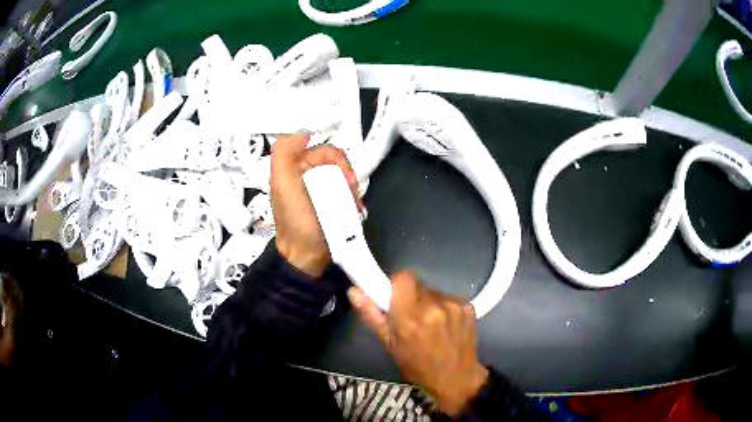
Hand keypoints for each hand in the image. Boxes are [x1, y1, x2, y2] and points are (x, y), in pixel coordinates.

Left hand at [270, 134, 359, 276]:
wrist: (307, 256)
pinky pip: (348, 193)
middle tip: (349, 193)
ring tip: (351, 206)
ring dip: (352, 190)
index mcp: (294, 168)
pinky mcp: (332, 203)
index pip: (322, 149)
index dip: (336, 159)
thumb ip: (284, 153)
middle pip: (338, 163)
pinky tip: (354, 209)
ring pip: (345, 177)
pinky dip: (353, 199)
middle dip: (347, 176)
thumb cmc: (295, 223)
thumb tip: (304, 133)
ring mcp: (321, 190)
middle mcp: (308, 176)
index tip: (344, 176)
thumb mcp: (281, 184)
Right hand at [347, 272, 488, 415]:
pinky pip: (449, 299)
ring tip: (430, 324)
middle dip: (411, 297)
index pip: (403, 277)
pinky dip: (444, 308)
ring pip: (433, 292)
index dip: (396, 284)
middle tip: (411, 316)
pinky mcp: (469, 307)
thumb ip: (372, 316)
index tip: (394, 297)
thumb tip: (353, 291)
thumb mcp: (390, 345)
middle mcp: (434, 306)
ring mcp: (454, 305)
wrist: (457, 378)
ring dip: (428, 303)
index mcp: (410, 317)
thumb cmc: (418, 366)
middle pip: (418, 284)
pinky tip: (446, 326)